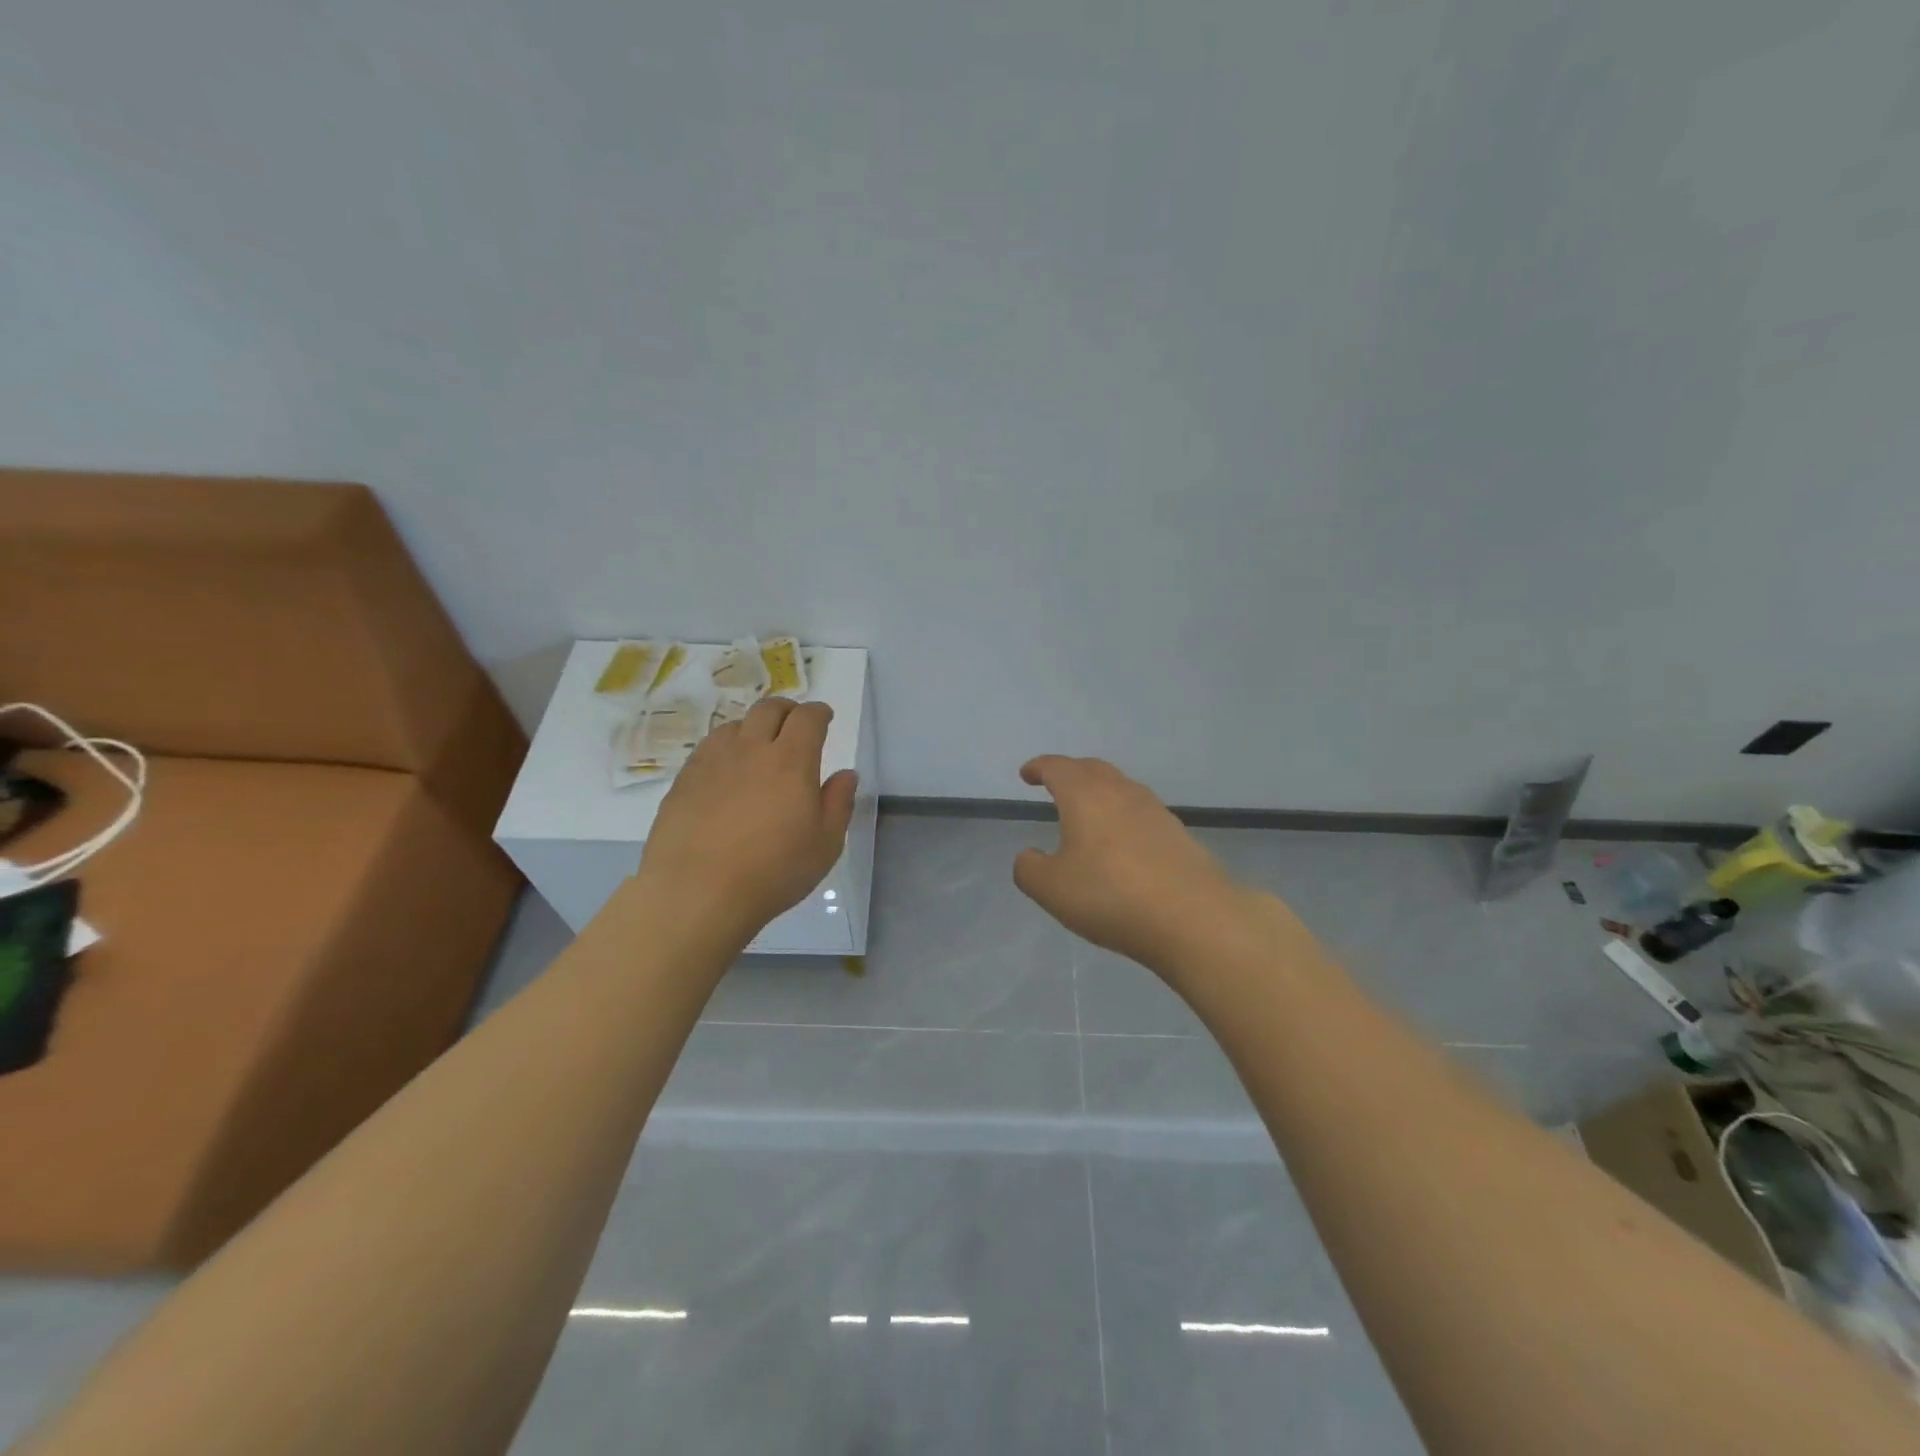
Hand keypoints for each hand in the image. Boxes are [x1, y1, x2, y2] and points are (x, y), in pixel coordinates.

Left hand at [638, 698, 857, 935]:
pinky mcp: (684, 779)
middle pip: (768, 710)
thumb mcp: (825, 844)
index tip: (825, 718)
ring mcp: (713, 762)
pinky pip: (708, 747)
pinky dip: (725, 747)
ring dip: (753, 727)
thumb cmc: (773, 871)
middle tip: (794, 724)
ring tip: (758, 746)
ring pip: (735, 725)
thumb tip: (845, 774)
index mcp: (791, 761)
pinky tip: (726, 770)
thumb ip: (839, 803)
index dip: (819, 713)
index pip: (808, 718)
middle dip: (787, 710)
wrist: (697, 892)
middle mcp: (751, 750)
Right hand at [1013, 756, 1247, 973]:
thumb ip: (1029, 868)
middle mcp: (1121, 793)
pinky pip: (1141, 813)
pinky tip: (1122, 842)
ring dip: (1100, 792)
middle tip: (1055, 784)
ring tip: (1088, 812)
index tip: (1026, 774)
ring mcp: (1155, 811)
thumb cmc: (1111, 896)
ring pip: (1121, 788)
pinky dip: (1123, 816)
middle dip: (1070, 772)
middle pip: (1092, 769)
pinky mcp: (1179, 834)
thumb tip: (1029, 856)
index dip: (1039, 768)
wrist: (1194, 918)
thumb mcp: (1052, 889)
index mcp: (1085, 796)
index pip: (1058, 768)